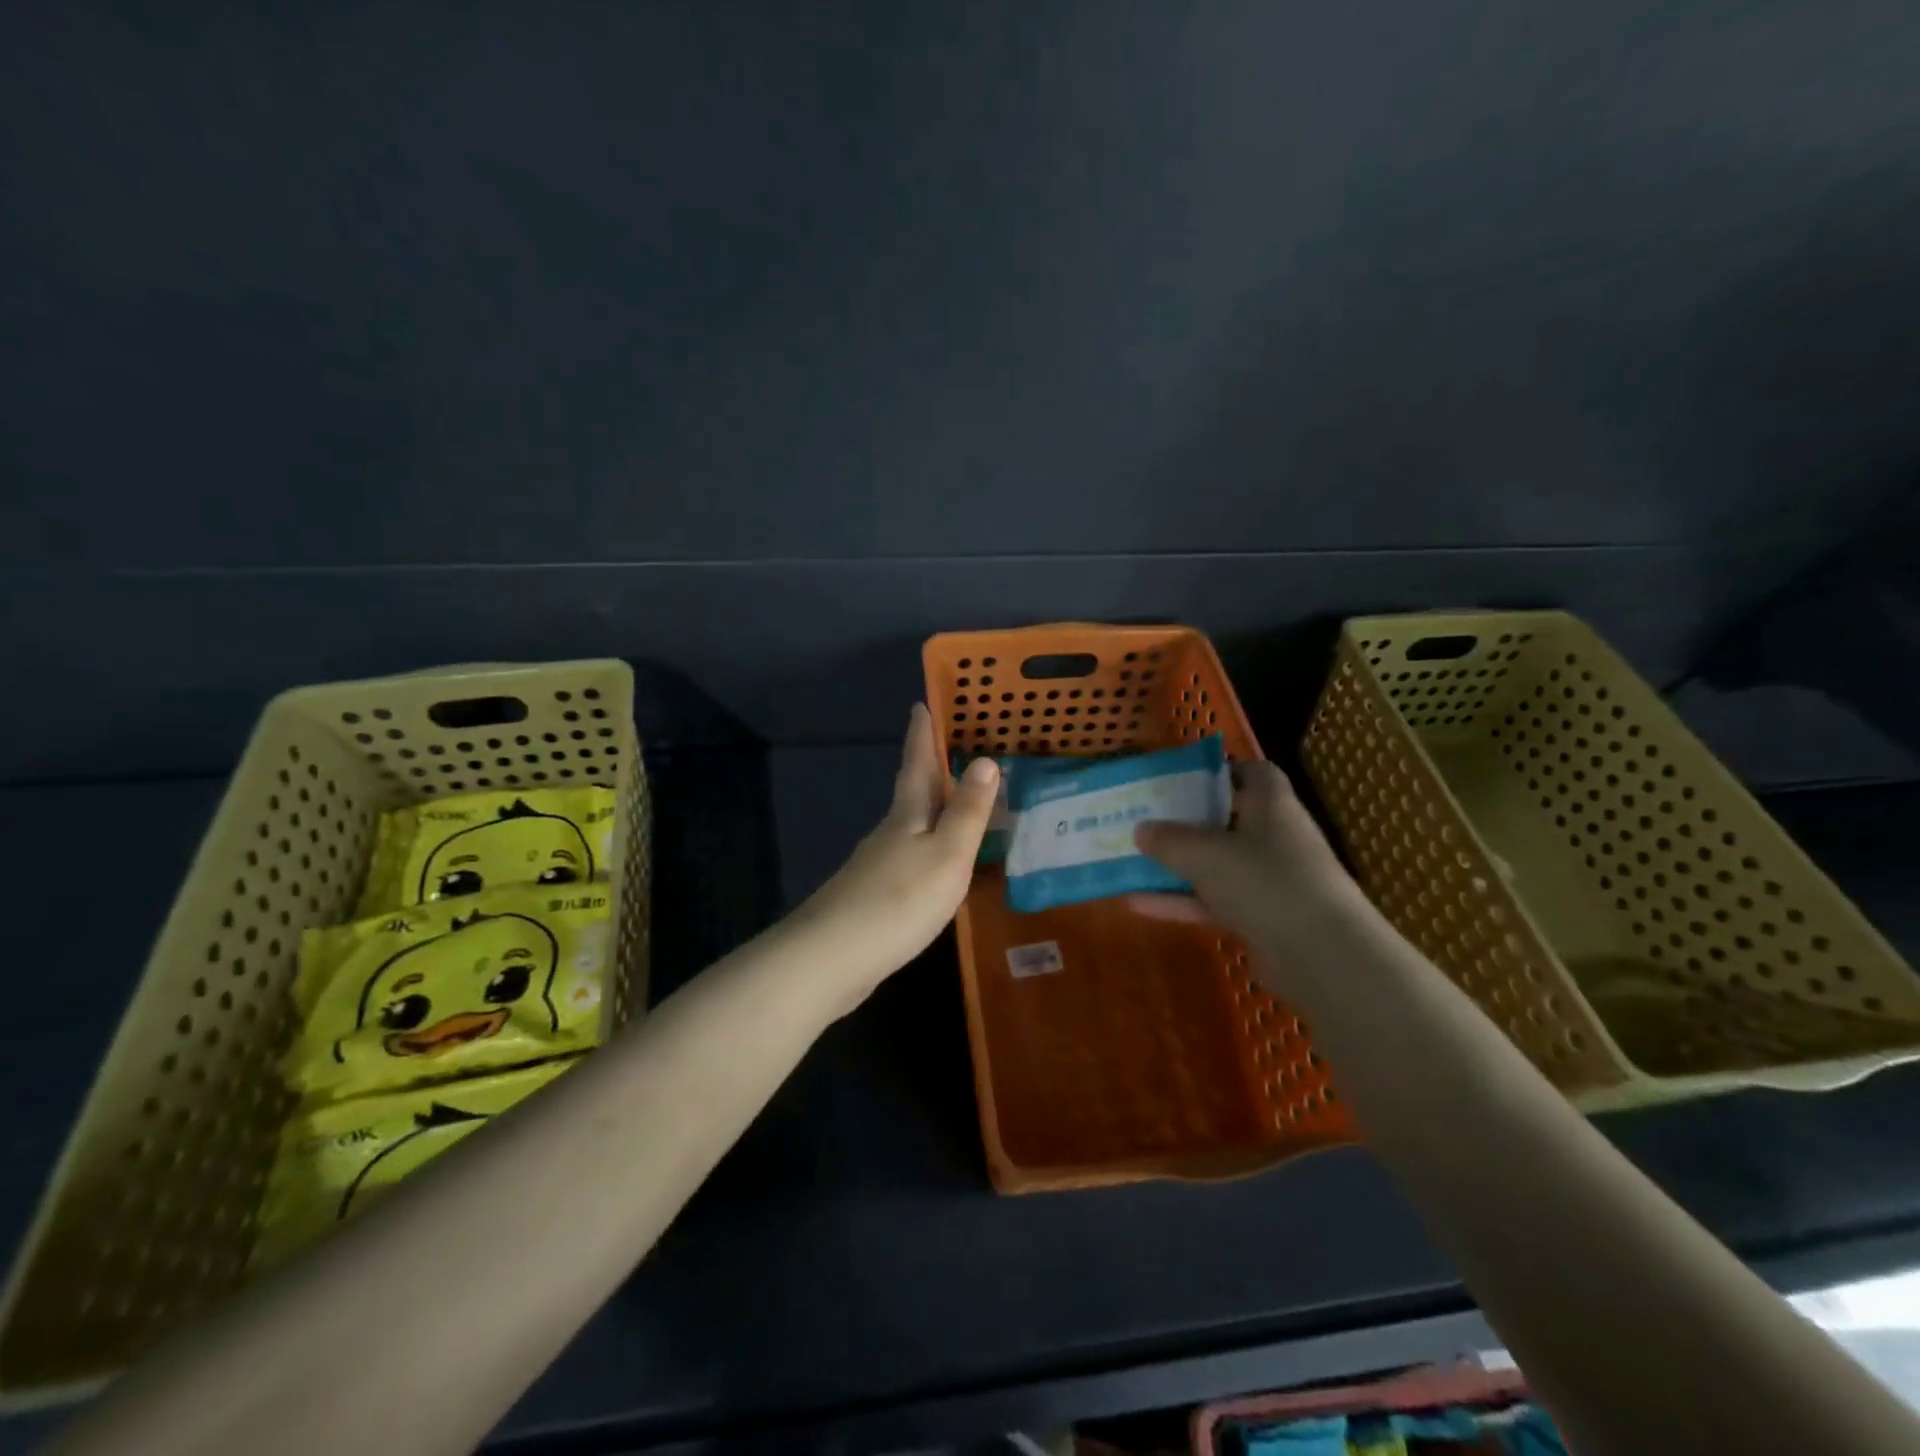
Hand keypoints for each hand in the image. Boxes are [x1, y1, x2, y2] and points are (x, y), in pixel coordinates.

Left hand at [791, 704, 999, 999]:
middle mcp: (887, 833)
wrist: (833, 958)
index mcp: (906, 816)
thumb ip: (967, 812)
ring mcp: (874, 866)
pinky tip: (932, 867)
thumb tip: (984, 759)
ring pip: (908, 827)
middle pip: (910, 793)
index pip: (917, 764)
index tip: (920, 705)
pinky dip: (924, 850)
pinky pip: (906, 859)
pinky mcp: (870, 897)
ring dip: (929, 812)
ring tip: (953, 806)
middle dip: (926, 770)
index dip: (921, 735)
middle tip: (948, 751)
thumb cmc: (899, 900)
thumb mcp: (947, 854)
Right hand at [1129, 759, 1379, 987]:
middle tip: (1145, 818)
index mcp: (1271, 804)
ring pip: (1217, 864)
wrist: (1322, 956)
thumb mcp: (1205, 853)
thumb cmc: (1265, 880)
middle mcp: (1274, 837)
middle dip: (1187, 820)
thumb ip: (1169, 839)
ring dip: (1178, 865)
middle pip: (1228, 819)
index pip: (1252, 773)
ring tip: (1131, 860)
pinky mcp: (1262, 918)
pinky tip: (1137, 904)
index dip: (1220, 771)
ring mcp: (1270, 880)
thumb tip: (1141, 829)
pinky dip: (1182, 902)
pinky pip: (1215, 902)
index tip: (1181, 779)